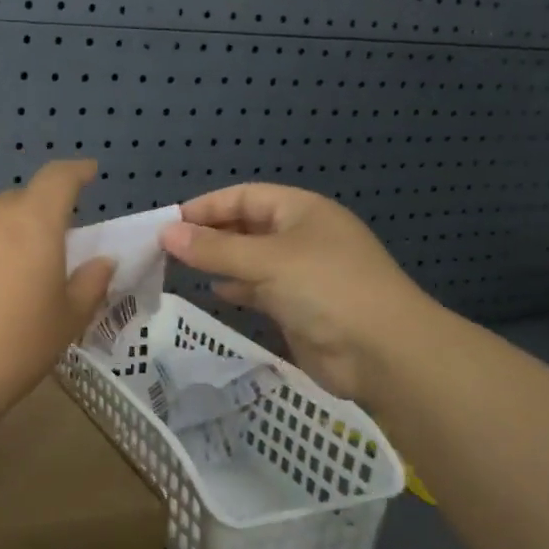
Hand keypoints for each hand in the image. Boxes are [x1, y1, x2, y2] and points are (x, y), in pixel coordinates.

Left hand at [0, 160, 114, 428]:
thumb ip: (90, 284)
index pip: (57, 178)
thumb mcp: (66, 321)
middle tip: (49, 252)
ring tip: (8, 280)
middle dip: (39, 217)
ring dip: (3, 239)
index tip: (88, 174)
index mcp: (31, 223)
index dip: (76, 172)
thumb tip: (101, 262)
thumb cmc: (14, 348)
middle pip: (19, 202)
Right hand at [159, 185, 437, 402]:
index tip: (167, 222)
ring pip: (250, 259)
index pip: (245, 196)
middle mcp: (301, 236)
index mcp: (301, 211)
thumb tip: (166, 233)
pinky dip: (237, 287)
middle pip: (246, 226)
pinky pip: (259, 288)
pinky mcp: (299, 306)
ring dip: (219, 262)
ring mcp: (302, 273)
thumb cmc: (326, 289)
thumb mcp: (266, 261)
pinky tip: (215, 292)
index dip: (206, 206)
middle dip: (209, 235)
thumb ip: (214, 249)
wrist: (382, 352)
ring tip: (180, 269)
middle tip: (166, 249)